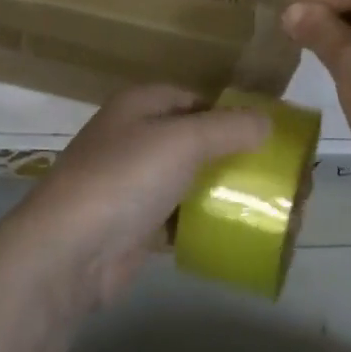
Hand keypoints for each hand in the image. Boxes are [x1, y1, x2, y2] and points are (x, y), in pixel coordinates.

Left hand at [0, 85, 269, 313]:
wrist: (67, 252)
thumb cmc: (124, 179)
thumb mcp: (182, 140)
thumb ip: (228, 127)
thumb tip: (267, 121)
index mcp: (141, 105)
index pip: (196, 99)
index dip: (234, 113)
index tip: (273, 136)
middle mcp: (135, 138)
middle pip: (198, 141)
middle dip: (240, 158)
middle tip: (283, 180)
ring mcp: (133, 184)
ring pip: (193, 181)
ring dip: (229, 193)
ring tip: (275, 211)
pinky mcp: (136, 226)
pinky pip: (182, 218)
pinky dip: (208, 223)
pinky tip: (242, 234)